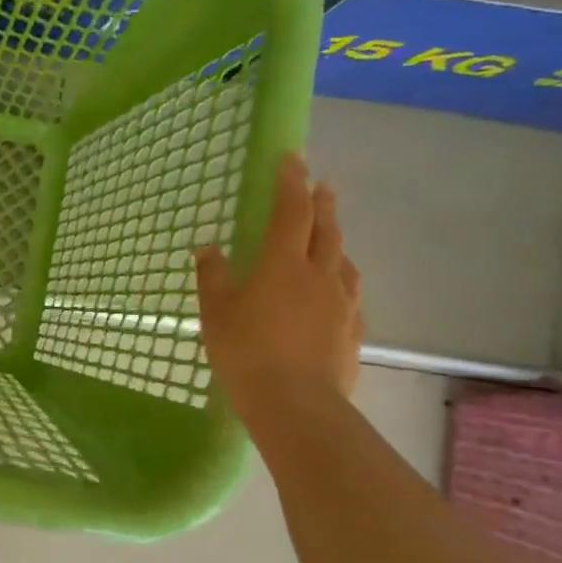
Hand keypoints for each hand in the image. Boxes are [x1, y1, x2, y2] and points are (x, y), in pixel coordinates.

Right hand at [195, 153, 363, 405]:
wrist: (296, 404)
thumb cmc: (246, 351)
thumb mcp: (216, 311)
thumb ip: (213, 276)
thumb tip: (208, 249)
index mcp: (283, 264)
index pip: (291, 211)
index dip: (291, 183)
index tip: (292, 158)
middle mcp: (320, 275)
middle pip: (327, 230)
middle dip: (323, 203)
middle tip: (322, 185)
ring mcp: (342, 304)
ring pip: (344, 262)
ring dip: (337, 242)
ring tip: (332, 238)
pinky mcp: (353, 332)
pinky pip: (350, 296)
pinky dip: (342, 283)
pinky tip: (337, 294)